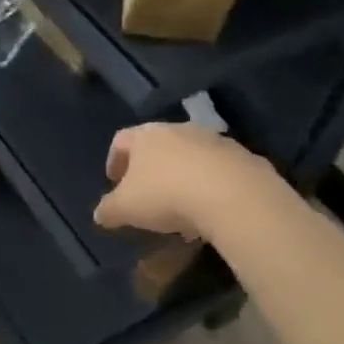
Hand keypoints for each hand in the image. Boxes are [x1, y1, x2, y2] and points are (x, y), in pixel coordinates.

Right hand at [94, 122, 266, 240]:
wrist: (235, 196)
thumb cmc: (166, 195)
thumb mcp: (125, 209)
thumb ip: (108, 210)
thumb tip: (100, 214)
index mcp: (146, 136)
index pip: (121, 140)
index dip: (114, 161)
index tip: (113, 182)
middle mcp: (179, 129)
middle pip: (157, 145)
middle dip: (149, 169)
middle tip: (146, 194)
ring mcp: (214, 141)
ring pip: (189, 157)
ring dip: (181, 177)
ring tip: (180, 208)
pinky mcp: (243, 157)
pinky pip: (218, 171)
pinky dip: (209, 186)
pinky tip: (209, 211)